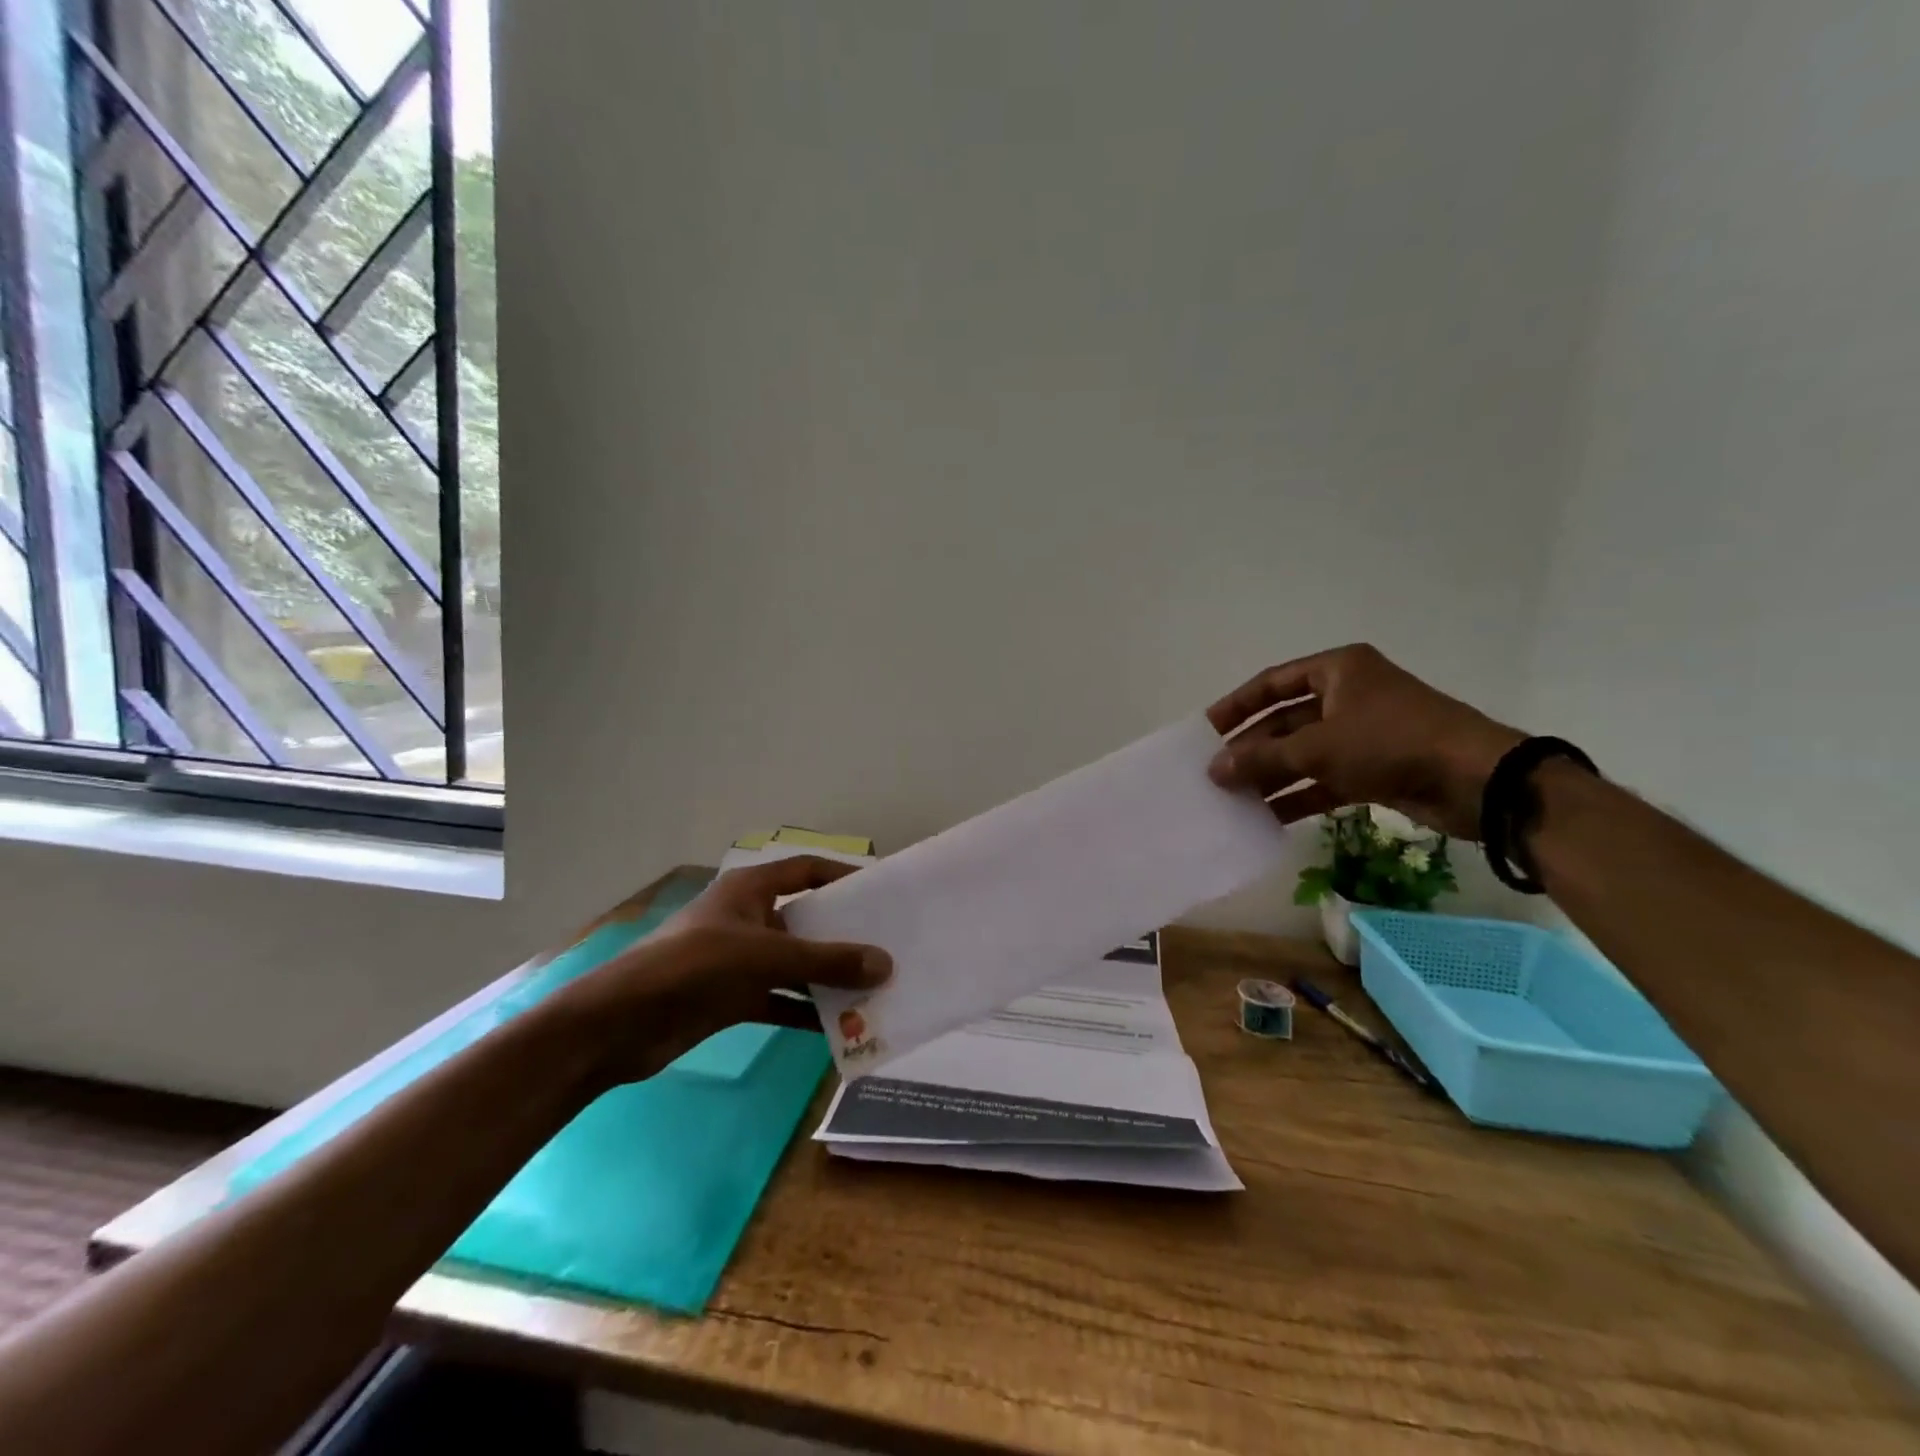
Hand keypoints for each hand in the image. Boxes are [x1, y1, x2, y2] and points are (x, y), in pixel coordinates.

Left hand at [552, 856, 891, 1085]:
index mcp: (750, 890)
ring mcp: (739, 960)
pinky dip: (804, 1010)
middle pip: (805, 920)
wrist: (620, 1025)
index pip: (805, 870)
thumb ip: (824, 961)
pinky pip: (779, 999)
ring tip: (873, 989)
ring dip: (827, 977)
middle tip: (888, 946)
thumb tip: (885, 964)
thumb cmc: (692, 967)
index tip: (879, 890)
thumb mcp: (763, 957)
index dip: (840, 875)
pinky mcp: (731, 997)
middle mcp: (748, 919)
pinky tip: (837, 1028)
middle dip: (842, 935)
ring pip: (795, 964)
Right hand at [1206, 644, 1522, 837]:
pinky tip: (1267, 817)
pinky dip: (1298, 796)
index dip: (1236, 705)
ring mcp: (1362, 735)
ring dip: (1271, 776)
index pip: (1272, 683)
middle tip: (1215, 774)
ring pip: (1303, 754)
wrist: (1477, 781)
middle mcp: (1348, 697)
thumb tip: (1213, 770)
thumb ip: (1263, 758)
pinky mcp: (1374, 769)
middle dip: (1252, 749)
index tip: (1206, 729)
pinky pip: (1324, 780)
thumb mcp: (1319, 747)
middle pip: (1285, 721)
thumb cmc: (1391, 742)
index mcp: (1338, 671)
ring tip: (1233, 800)